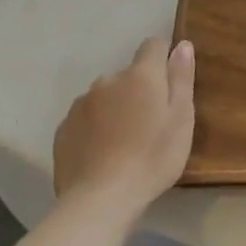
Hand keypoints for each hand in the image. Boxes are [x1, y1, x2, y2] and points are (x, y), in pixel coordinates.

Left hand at [53, 38, 195, 207]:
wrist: (100, 200)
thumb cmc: (152, 158)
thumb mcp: (181, 118)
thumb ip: (181, 78)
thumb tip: (182, 44)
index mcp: (141, 75)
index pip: (153, 45)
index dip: (163, 58)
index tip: (170, 83)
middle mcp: (108, 80)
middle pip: (128, 74)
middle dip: (139, 89)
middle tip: (150, 123)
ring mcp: (81, 104)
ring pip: (105, 96)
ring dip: (115, 107)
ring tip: (124, 141)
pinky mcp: (63, 129)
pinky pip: (86, 118)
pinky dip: (95, 127)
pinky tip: (102, 153)